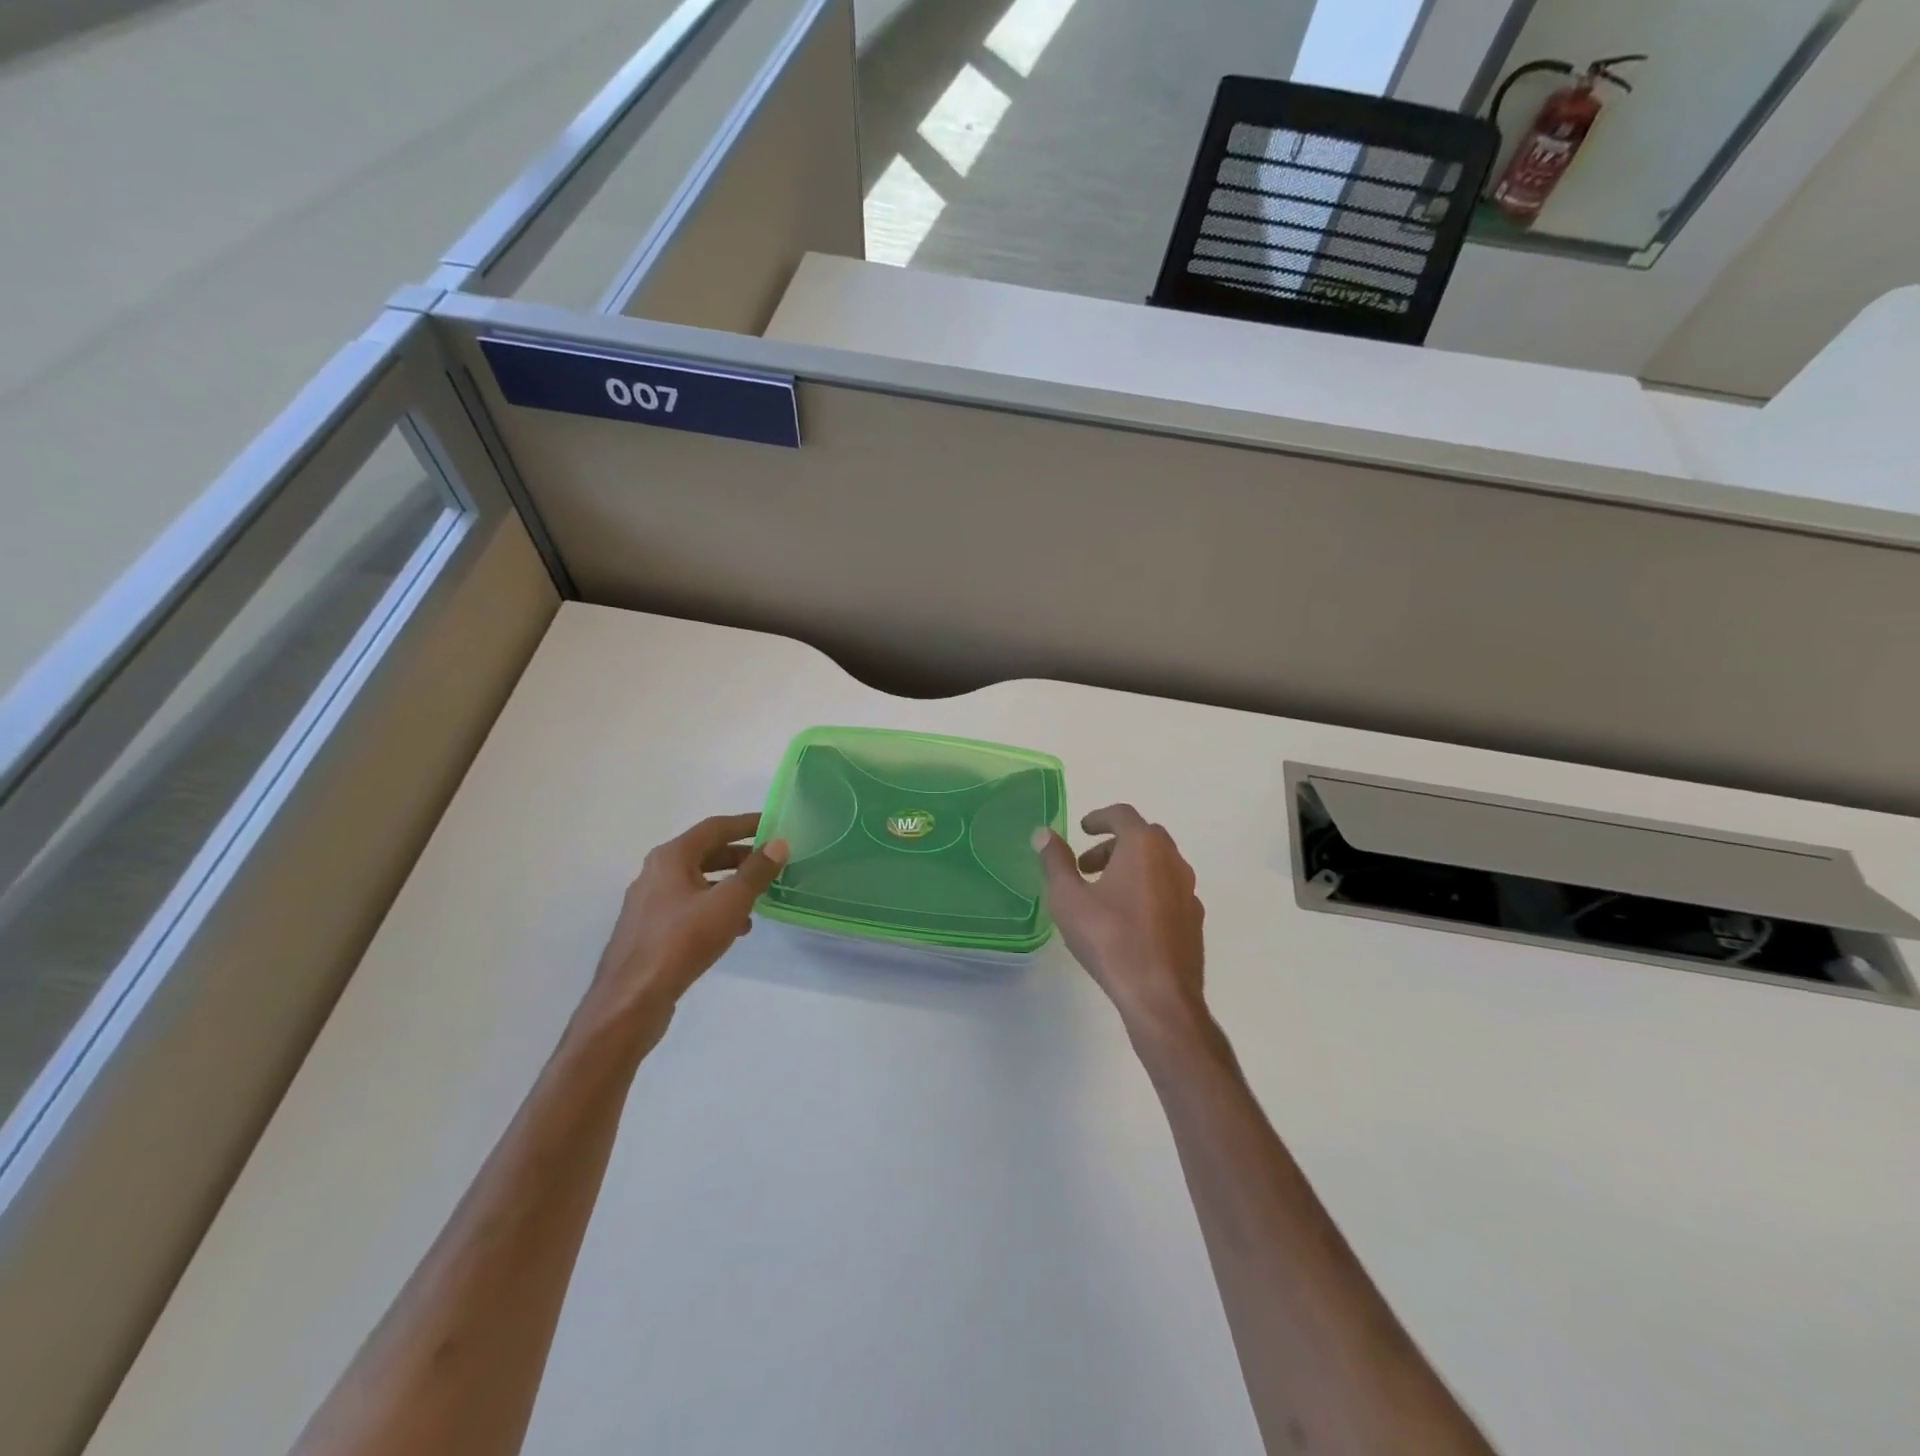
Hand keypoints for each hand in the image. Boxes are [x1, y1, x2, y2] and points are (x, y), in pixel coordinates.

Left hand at [579, 813, 788, 1043]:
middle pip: (705, 853)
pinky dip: (714, 908)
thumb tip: (778, 844)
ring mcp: (650, 902)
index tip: (774, 825)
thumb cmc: (682, 942)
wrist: (632, 1000)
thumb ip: (755, 872)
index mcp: (671, 857)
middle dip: (740, 856)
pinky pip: (689, 906)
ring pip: (698, 882)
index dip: (747, 824)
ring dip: (729, 884)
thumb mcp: (728, 903)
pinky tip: (734, 928)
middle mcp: (656, 872)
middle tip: (771, 862)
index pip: (715, 827)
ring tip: (759, 898)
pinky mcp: (651, 929)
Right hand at [1033, 804, 1207, 1041]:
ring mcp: (1189, 891)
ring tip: (1102, 895)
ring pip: (1158, 864)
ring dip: (1130, 868)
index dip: (1099, 817)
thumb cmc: (1110, 938)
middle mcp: (1173, 861)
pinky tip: (1128, 920)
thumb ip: (1055, 861)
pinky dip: (1147, 890)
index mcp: (1144, 847)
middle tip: (1086, 866)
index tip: (1082, 828)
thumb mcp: (1069, 898)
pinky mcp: (1194, 920)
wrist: (1159, 995)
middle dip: (1112, 845)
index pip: (1122, 815)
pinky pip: (1168, 891)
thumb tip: (1043, 833)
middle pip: (1142, 837)